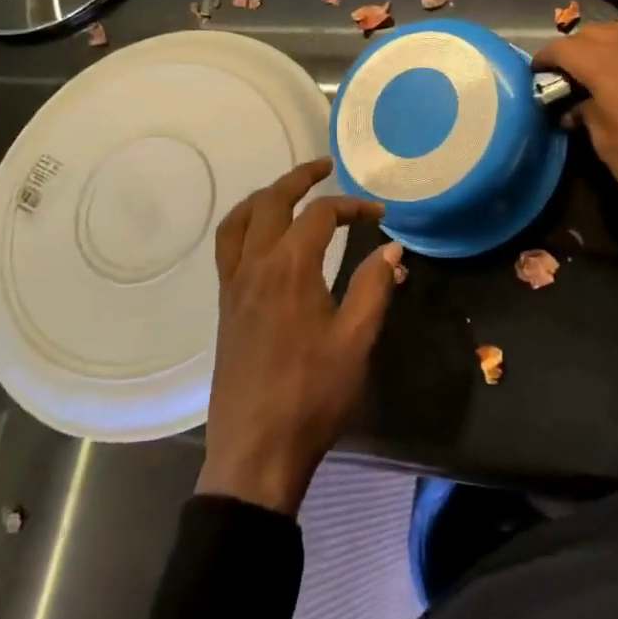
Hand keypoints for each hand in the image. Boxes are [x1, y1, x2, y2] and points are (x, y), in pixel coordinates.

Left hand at [197, 157, 402, 515]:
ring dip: (265, 196)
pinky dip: (245, 225)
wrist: (256, 451)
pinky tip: (265, 238)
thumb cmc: (312, 396)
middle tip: (325, 167)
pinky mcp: (225, 306)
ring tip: (289, 192)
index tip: (380, 215)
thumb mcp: (356, 341)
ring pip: (239, 220)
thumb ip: (374, 288)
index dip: (352, 207)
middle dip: (299, 178)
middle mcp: (254, 266)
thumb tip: (392, 250)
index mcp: (289, 268)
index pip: (321, 215)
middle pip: (271, 201)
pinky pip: (228, 247)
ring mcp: (233, 286)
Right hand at [535, 20, 617, 224]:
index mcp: (605, 67)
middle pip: (594, 32)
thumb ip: (586, 115)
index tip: (538, 71)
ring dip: (611, 41)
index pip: (564, 48)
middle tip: (569, 74)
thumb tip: (575, 106)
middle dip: (576, 49)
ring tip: (607, 64)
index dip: (546, 58)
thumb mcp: (605, 145)